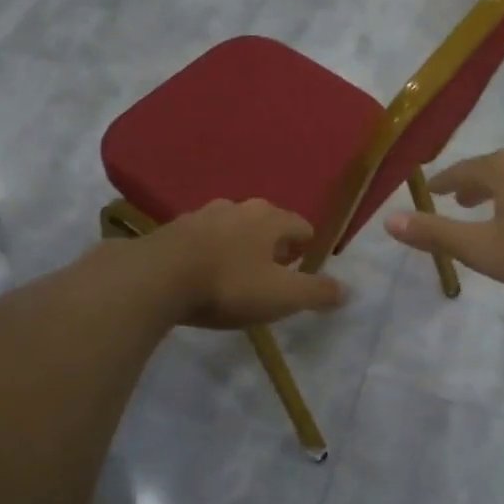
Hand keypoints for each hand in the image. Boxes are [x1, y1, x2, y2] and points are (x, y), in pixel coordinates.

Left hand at [147, 199, 346, 329]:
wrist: (157, 277)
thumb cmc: (229, 284)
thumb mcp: (281, 296)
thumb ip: (316, 292)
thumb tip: (347, 290)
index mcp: (269, 218)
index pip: (300, 224)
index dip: (307, 245)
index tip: (305, 264)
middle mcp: (239, 207)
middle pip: (267, 222)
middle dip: (274, 243)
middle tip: (275, 270)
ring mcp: (203, 214)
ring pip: (233, 227)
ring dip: (241, 245)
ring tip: (240, 271)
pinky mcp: (175, 229)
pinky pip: (204, 237)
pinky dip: (212, 250)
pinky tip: (206, 272)